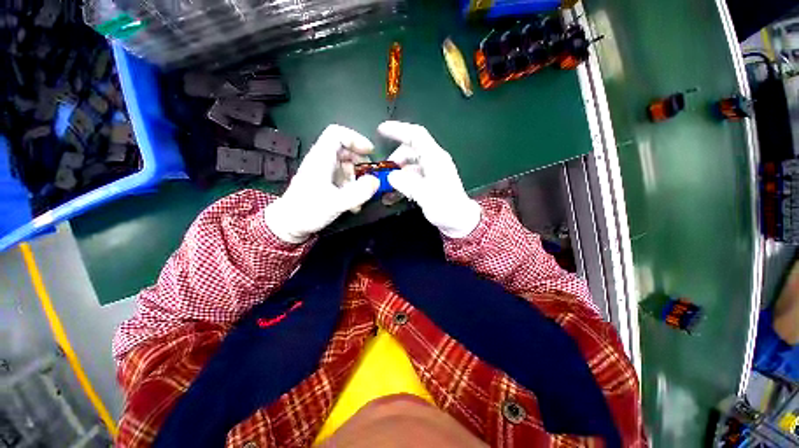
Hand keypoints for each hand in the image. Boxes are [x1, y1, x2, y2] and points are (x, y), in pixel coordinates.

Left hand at [264, 125, 379, 242]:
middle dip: (360, 163)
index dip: (355, 139)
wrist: (289, 225)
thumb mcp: (336, 203)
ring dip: (356, 179)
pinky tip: (354, 203)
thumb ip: (358, 192)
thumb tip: (376, 181)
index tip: (370, 153)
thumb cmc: (308, 211)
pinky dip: (351, 187)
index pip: (337, 134)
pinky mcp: (324, 183)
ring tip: (360, 197)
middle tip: (369, 178)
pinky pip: (342, 178)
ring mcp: (322, 172)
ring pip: (345, 165)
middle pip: (344, 150)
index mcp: (321, 158)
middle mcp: (321, 161)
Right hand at [379, 121, 480, 237]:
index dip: (399, 130)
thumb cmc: (446, 208)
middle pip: (410, 150)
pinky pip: (412, 177)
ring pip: (410, 165)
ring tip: (387, 188)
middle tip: (385, 173)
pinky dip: (402, 183)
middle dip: (395, 159)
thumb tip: (391, 176)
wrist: (460, 222)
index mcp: (435, 158)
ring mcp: (431, 172)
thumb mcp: (426, 196)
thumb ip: (408, 184)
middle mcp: (434, 161)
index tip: (381, 130)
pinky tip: (393, 196)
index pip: (416, 136)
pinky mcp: (429, 183)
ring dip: (397, 173)